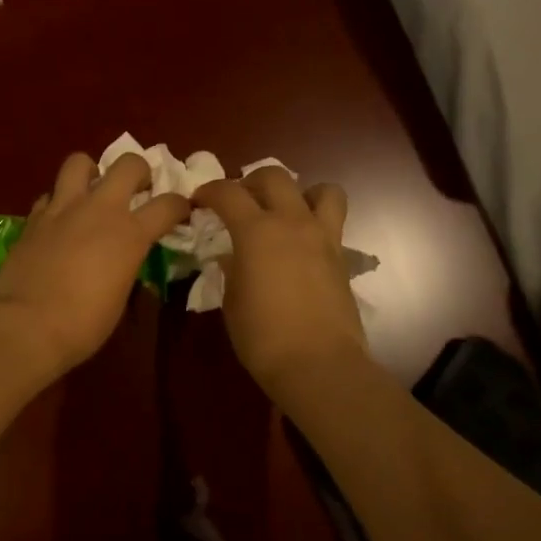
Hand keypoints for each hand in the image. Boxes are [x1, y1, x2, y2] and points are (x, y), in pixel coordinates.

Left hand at [0, 151, 190, 381]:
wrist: (27, 326)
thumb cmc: (83, 324)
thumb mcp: (119, 297)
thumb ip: (126, 266)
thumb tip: (123, 261)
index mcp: (130, 234)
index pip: (168, 205)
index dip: (179, 206)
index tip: (180, 212)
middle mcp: (99, 210)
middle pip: (128, 164)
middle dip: (139, 171)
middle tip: (137, 189)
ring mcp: (62, 209)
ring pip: (79, 162)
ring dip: (91, 172)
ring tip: (91, 193)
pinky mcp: (33, 218)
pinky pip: (49, 195)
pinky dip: (57, 203)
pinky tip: (58, 222)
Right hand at [193, 168, 367, 402]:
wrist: (318, 364)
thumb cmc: (262, 336)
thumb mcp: (232, 301)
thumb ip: (231, 269)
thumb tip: (232, 257)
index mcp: (256, 231)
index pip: (228, 193)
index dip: (209, 191)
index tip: (198, 201)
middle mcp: (292, 222)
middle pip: (274, 176)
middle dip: (251, 181)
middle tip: (239, 201)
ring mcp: (323, 237)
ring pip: (321, 189)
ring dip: (300, 192)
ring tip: (284, 212)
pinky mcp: (342, 257)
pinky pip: (332, 222)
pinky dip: (316, 221)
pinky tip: (300, 245)